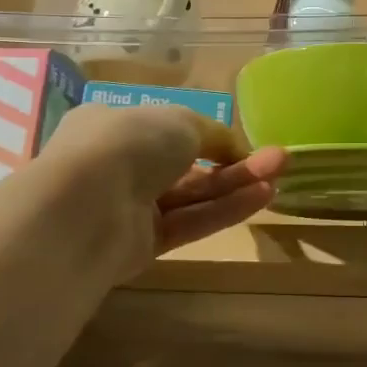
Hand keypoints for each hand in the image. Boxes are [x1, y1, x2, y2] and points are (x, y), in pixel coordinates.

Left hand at [34, 104, 286, 280]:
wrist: (86, 207)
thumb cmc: (130, 143)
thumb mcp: (180, 121)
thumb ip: (213, 134)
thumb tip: (235, 149)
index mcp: (115, 125)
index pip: (168, 130)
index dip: (208, 135)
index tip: (243, 141)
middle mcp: (120, 165)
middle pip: (187, 164)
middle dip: (233, 161)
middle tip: (278, 159)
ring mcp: (129, 207)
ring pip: (192, 195)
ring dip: (236, 184)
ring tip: (280, 175)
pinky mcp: (141, 245)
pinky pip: (190, 222)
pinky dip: (224, 210)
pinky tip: (261, 197)